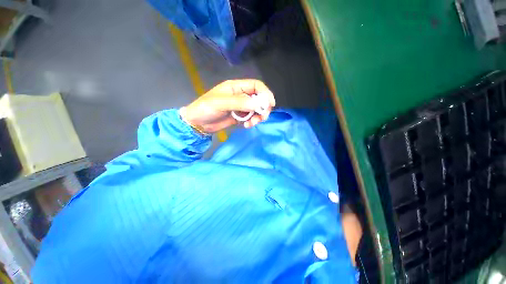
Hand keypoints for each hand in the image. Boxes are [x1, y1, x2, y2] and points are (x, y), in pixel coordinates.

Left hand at [180, 79, 275, 133]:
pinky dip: (252, 122)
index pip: (256, 86)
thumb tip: (259, 104)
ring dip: (257, 117)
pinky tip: (246, 125)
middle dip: (262, 108)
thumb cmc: (206, 108)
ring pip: (256, 109)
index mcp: (236, 87)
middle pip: (259, 98)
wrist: (197, 123)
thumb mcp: (222, 103)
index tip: (271, 104)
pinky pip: (251, 117)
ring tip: (251, 123)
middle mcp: (240, 95)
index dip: (265, 93)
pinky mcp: (239, 116)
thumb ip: (240, 102)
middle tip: (262, 118)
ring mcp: (240, 107)